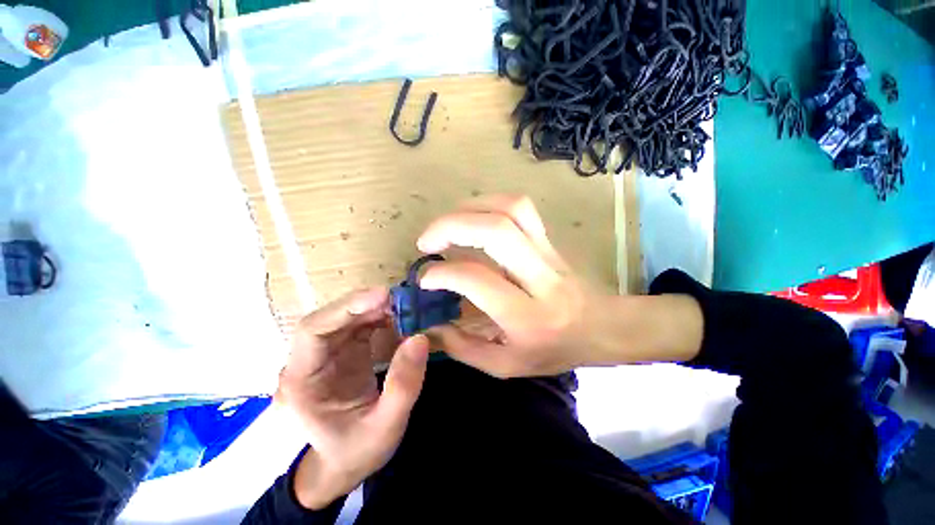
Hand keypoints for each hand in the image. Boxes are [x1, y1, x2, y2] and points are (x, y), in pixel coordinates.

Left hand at [277, 288, 428, 508]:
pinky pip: (359, 326)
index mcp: (302, 382)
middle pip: (330, 319)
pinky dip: (379, 317)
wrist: (346, 464)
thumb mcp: (386, 426)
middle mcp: (308, 362)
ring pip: (346, 319)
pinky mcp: (343, 353)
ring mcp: (326, 356)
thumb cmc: (358, 451)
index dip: (346, 309)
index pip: (313, 331)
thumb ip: (403, 385)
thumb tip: (420, 338)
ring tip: (404, 306)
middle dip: (364, 304)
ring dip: (374, 308)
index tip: (383, 296)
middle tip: (401, 298)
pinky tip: (398, 318)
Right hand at [417, 195, 703, 377]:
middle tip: (426, 241)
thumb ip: (463, 348)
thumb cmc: (553, 350)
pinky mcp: (548, 238)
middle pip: (496, 231)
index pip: (478, 280)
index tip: (425, 278)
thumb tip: (429, 326)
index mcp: (527, 315)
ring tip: (446, 226)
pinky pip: (520, 207)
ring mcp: (547, 251)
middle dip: (450, 227)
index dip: (443, 274)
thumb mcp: (506, 365)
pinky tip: (472, 217)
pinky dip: (488, 203)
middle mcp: (539, 276)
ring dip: (469, 209)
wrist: (600, 327)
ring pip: (510, 210)